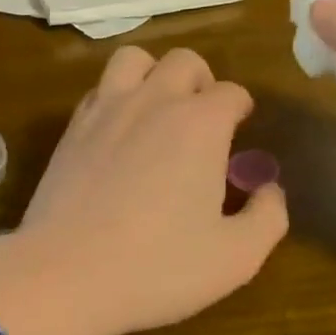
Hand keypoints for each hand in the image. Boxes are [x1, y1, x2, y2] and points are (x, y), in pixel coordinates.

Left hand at [0, 46, 287, 334]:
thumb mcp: (236, 257)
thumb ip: (268, 217)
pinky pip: (98, 89)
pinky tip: (119, 133)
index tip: (241, 132)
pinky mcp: (71, 129)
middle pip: (184, 61)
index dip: (241, 110)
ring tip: (159, 111)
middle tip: (204, 122)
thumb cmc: (158, 268)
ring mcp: (106, 110)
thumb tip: (270, 189)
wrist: (65, 275)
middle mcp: (153, 102)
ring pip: (134, 59)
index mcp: (200, 124)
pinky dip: (116, 97)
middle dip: (202, 82)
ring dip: (154, 74)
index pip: (232, 93)